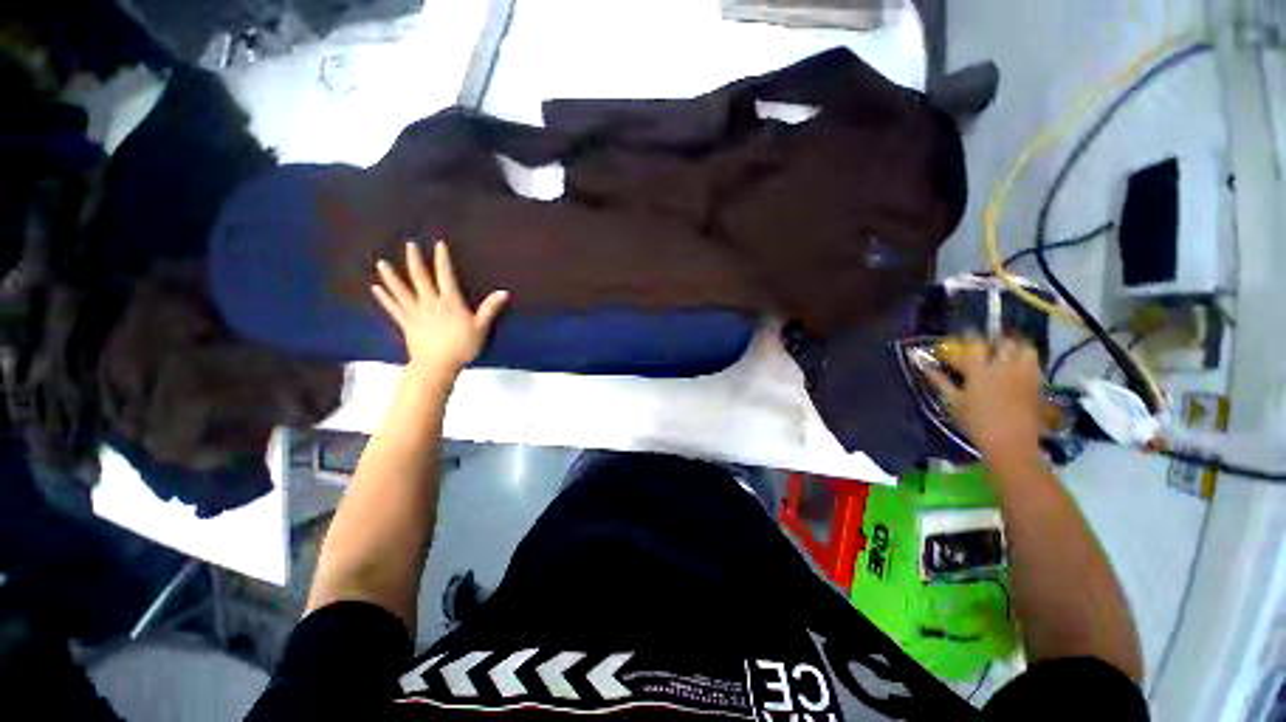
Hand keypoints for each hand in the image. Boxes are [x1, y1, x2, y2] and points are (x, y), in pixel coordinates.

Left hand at [372, 241, 507, 376]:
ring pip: (402, 291)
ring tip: (381, 263)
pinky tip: (376, 289)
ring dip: (392, 276)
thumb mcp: (481, 327)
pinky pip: (394, 308)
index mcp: (449, 302)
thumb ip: (490, 309)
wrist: (437, 365)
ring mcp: (415, 313)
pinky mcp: (406, 324)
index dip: (442, 259)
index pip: (445, 276)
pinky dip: (385, 298)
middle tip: (409, 244)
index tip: (439, 244)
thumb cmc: (462, 347)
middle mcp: (430, 303)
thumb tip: (503, 292)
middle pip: (420, 278)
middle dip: (415, 260)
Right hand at [928, 337, 1043, 466]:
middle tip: (986, 344)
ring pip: (1024, 348)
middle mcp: (1004, 367)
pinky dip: (1026, 358)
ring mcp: (1024, 373)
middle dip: (993, 340)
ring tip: (1005, 351)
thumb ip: (940, 381)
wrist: (1011, 443)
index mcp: (979, 371)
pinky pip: (1034, 361)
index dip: (968, 337)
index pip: (973, 344)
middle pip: (1002, 343)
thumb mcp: (953, 403)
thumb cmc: (976, 424)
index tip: (963, 336)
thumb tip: (924, 366)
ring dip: (1014, 346)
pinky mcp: (1037, 382)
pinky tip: (1017, 365)